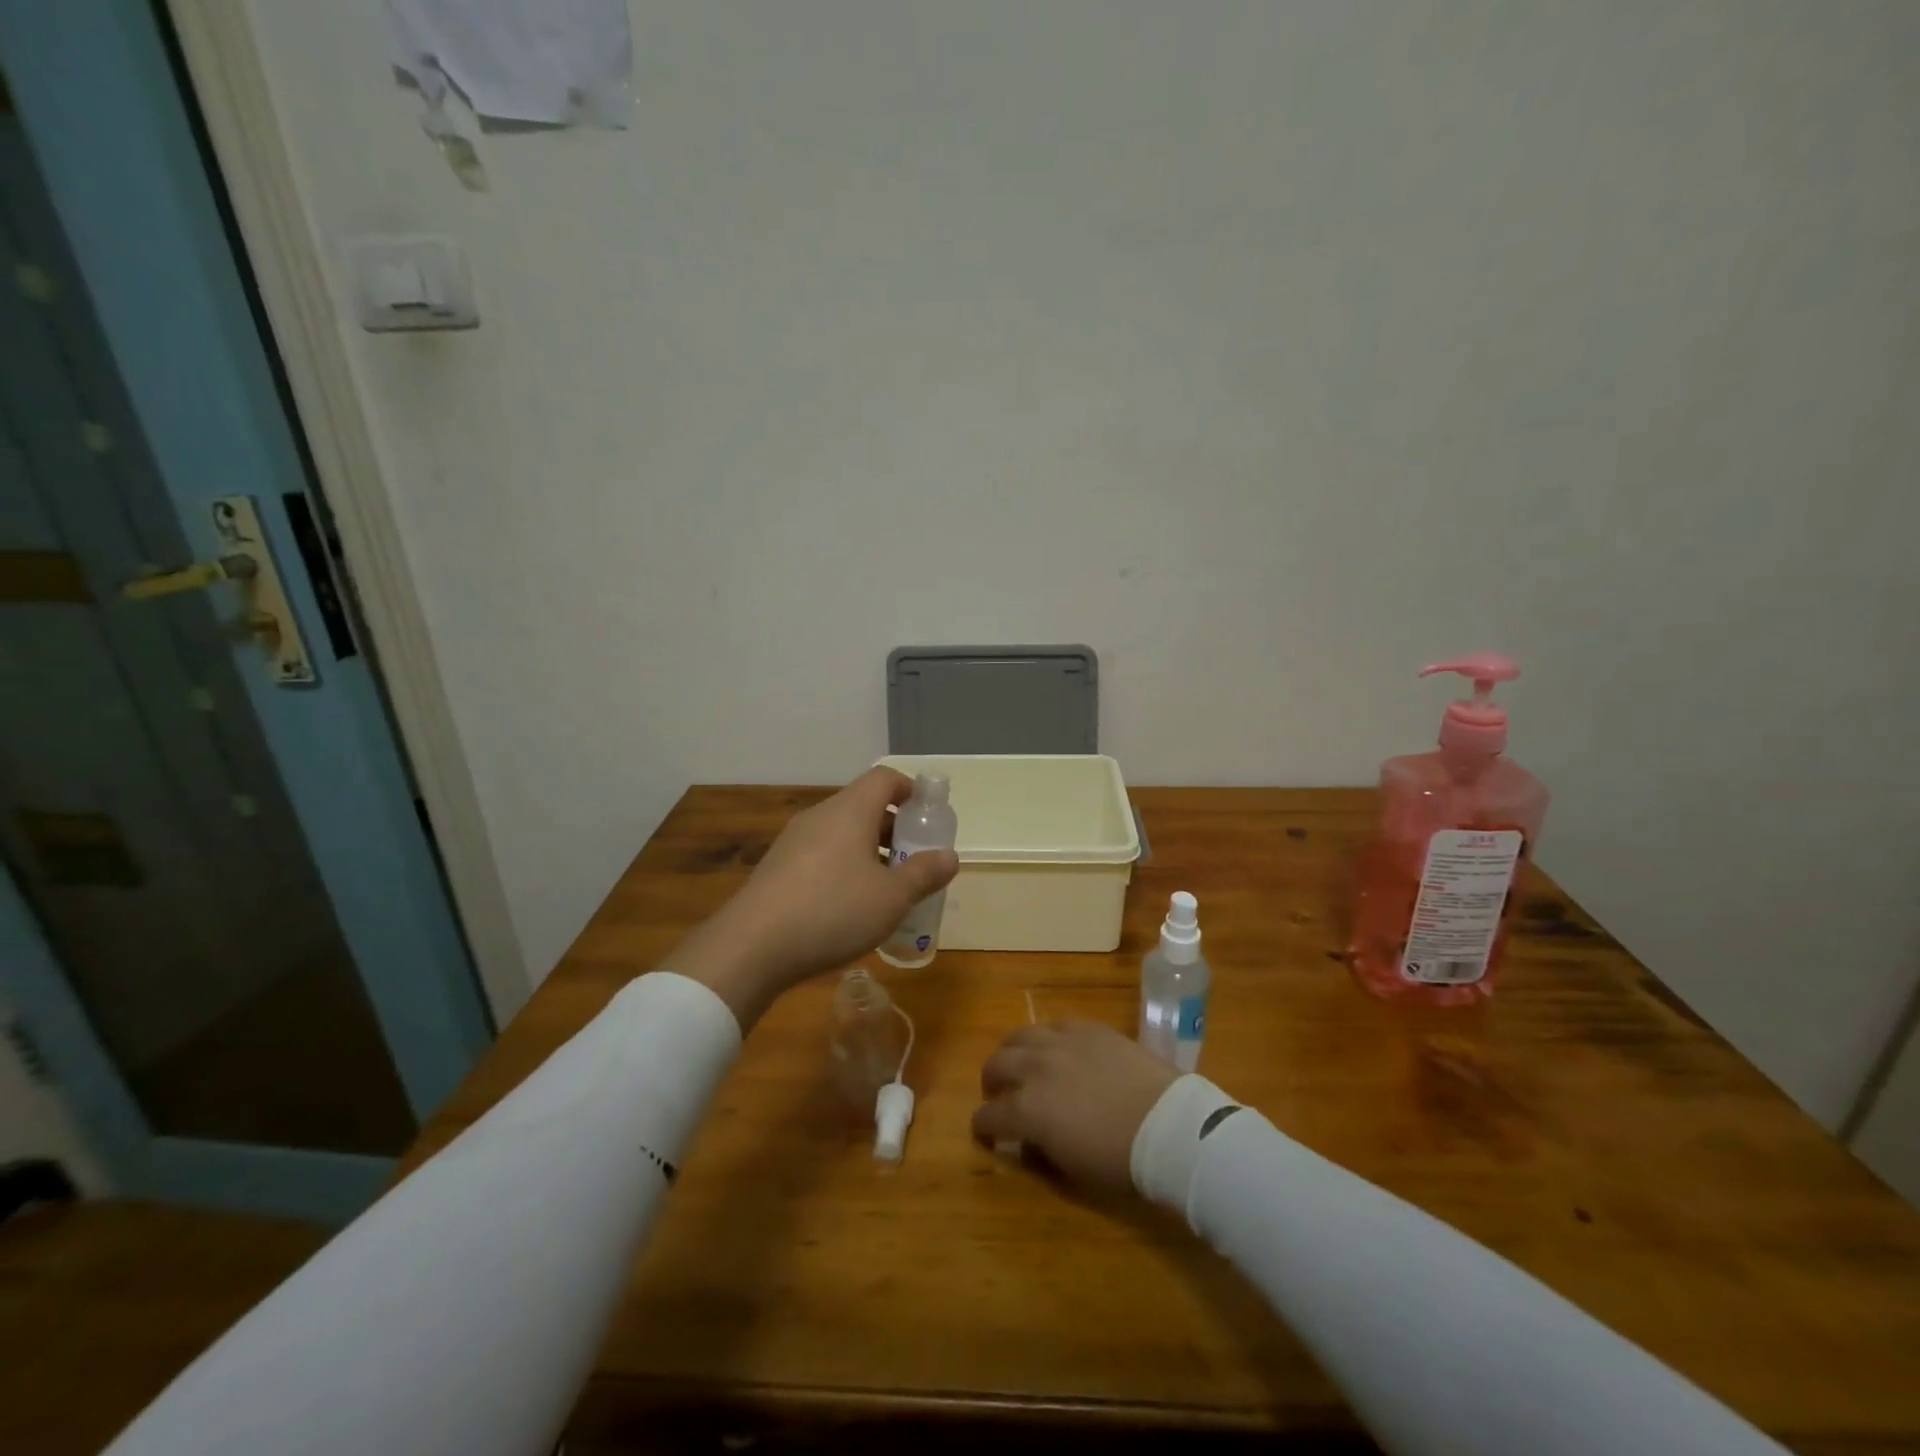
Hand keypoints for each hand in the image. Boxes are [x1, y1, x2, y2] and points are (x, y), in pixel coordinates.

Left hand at [666, 768, 958, 1025]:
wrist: (751, 946)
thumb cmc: (833, 911)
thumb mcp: (892, 898)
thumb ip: (924, 874)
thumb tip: (950, 856)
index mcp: (850, 810)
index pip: (884, 778)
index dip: (910, 790)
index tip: (927, 816)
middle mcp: (820, 816)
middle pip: (863, 805)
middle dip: (893, 828)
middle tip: (913, 861)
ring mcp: (793, 841)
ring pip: (841, 833)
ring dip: (867, 851)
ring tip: (885, 889)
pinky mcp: (776, 868)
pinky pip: (820, 855)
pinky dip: (842, 868)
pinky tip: (848, 907)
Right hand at [971, 1021, 1178, 1194]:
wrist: (1167, 1125)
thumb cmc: (1120, 1161)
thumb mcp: (1072, 1170)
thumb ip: (1040, 1151)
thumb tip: (1027, 1140)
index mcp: (1027, 1109)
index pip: (989, 1115)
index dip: (984, 1126)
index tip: (987, 1132)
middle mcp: (1036, 1068)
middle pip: (996, 1064)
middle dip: (992, 1081)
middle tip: (1001, 1094)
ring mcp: (1062, 1042)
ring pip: (1020, 1034)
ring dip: (1014, 1051)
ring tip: (1023, 1063)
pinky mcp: (1089, 1028)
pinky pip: (1057, 1024)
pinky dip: (1049, 1038)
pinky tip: (1059, 1048)